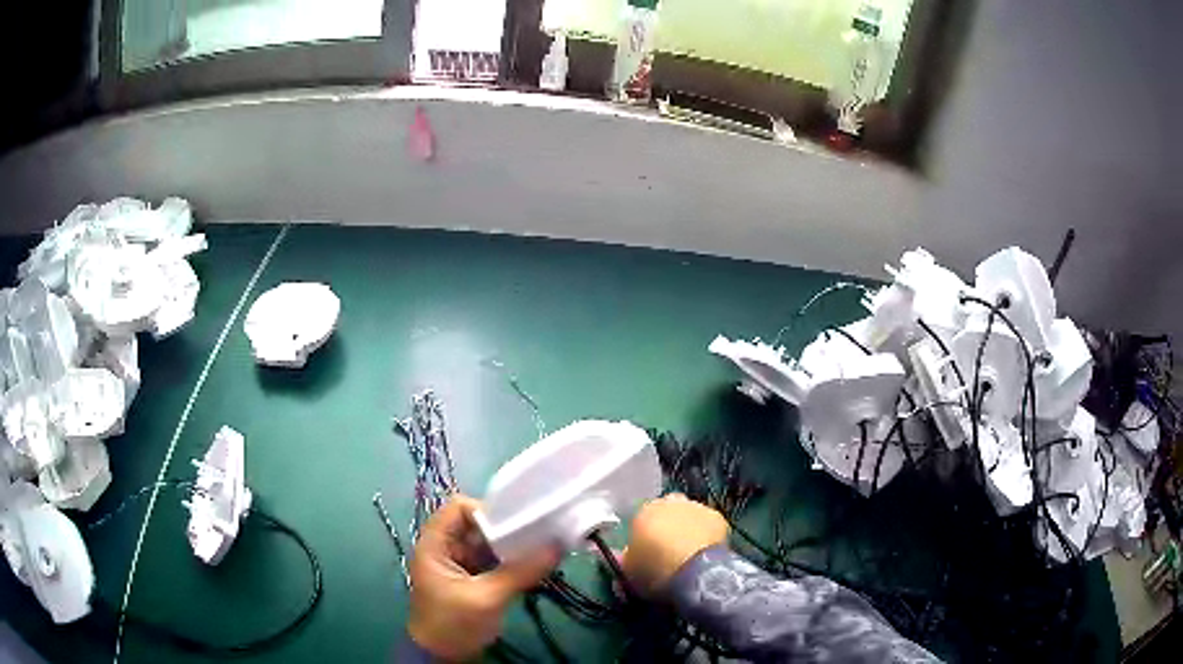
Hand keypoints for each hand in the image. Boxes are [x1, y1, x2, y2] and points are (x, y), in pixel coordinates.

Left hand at [408, 495, 559, 660]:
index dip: (486, 511)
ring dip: (511, 547)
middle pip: (476, 524)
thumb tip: (558, 546)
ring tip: (541, 550)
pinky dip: (510, 562)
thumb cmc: (454, 624)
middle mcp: (445, 548)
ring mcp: (458, 564)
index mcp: (435, 544)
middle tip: (537, 536)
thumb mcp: (487, 598)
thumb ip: (520, 572)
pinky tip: (533, 567)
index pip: (458, 507)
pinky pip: (492, 561)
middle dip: (505, 529)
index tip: (516, 525)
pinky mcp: (471, 579)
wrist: (441, 657)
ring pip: (486, 543)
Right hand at [623, 493, 728, 595]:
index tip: (647, 550)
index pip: (641, 519)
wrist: (694, 572)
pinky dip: (706, 533)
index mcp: (643, 512)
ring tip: (688, 550)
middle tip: (668, 547)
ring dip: (687, 527)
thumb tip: (617, 554)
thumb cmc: (655, 571)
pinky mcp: (716, 516)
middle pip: (666, 511)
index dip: (645, 535)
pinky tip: (704, 549)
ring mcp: (695, 507)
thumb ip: (623, 559)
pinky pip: (707, 523)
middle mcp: (669, 502)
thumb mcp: (629, 571)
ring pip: (688, 514)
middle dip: (667, 524)